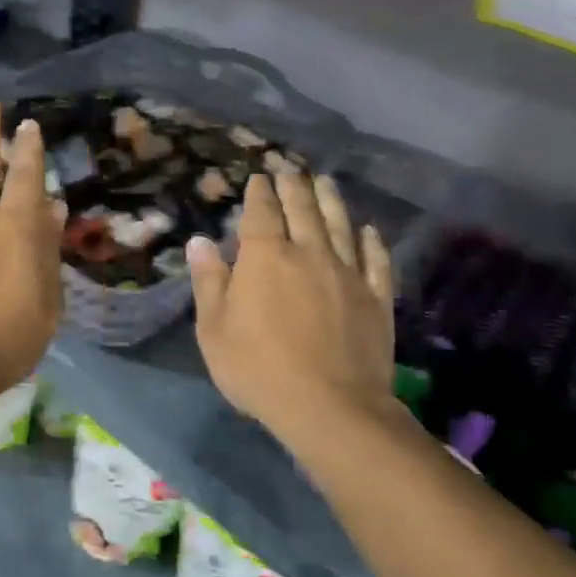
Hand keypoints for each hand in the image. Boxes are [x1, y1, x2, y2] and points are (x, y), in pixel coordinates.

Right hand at [188, 170, 400, 441]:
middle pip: (302, 210)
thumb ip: (209, 282)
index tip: (260, 178)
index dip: (260, 193)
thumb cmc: (259, 369)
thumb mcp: (215, 330)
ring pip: (340, 226)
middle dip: (294, 187)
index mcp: (265, 258)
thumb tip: (199, 242)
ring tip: (326, 182)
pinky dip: (372, 243)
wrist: (330, 407)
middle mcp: (309, 254)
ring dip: (332, 201)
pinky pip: (375, 261)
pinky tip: (369, 231)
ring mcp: (347, 274)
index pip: (261, 213)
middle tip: (290, 169)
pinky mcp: (376, 298)